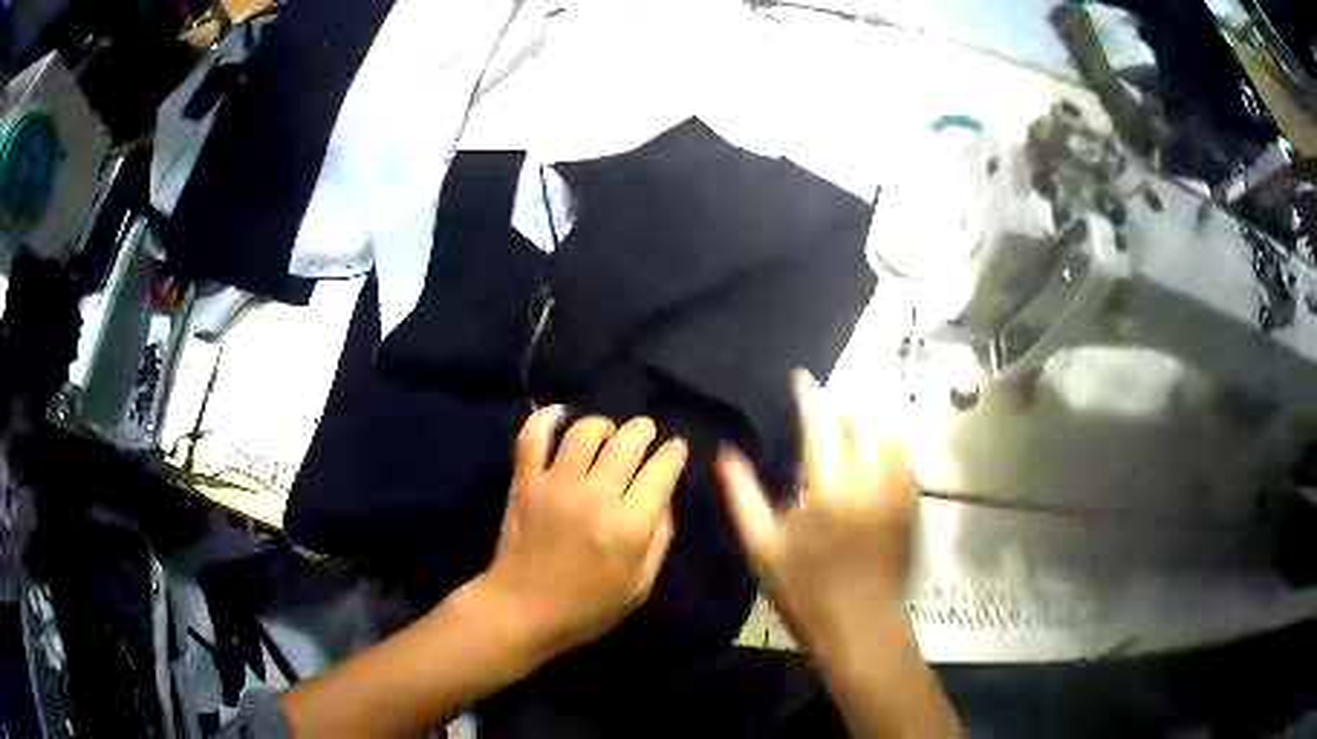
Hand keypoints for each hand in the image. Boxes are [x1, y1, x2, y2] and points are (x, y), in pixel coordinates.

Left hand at [476, 407, 688, 661]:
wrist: (523, 610)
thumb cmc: (588, 607)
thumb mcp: (640, 585)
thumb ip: (659, 538)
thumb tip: (663, 497)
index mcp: (630, 526)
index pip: (661, 470)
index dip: (674, 453)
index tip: (676, 448)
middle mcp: (596, 496)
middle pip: (628, 442)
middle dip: (644, 430)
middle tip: (646, 433)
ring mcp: (556, 485)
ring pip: (585, 432)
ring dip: (603, 425)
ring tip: (607, 432)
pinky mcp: (525, 482)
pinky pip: (534, 437)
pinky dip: (546, 418)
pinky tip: (559, 415)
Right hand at [716, 370, 916, 664]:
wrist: (859, 626)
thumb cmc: (804, 591)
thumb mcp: (762, 547)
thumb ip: (743, 495)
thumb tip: (725, 452)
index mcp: (828, 490)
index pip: (821, 426)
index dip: (810, 397)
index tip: (801, 378)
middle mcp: (869, 482)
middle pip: (864, 423)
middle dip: (844, 408)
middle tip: (826, 413)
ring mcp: (897, 492)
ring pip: (891, 436)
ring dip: (870, 423)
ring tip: (851, 430)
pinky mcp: (912, 506)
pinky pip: (906, 459)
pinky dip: (890, 446)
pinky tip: (875, 457)